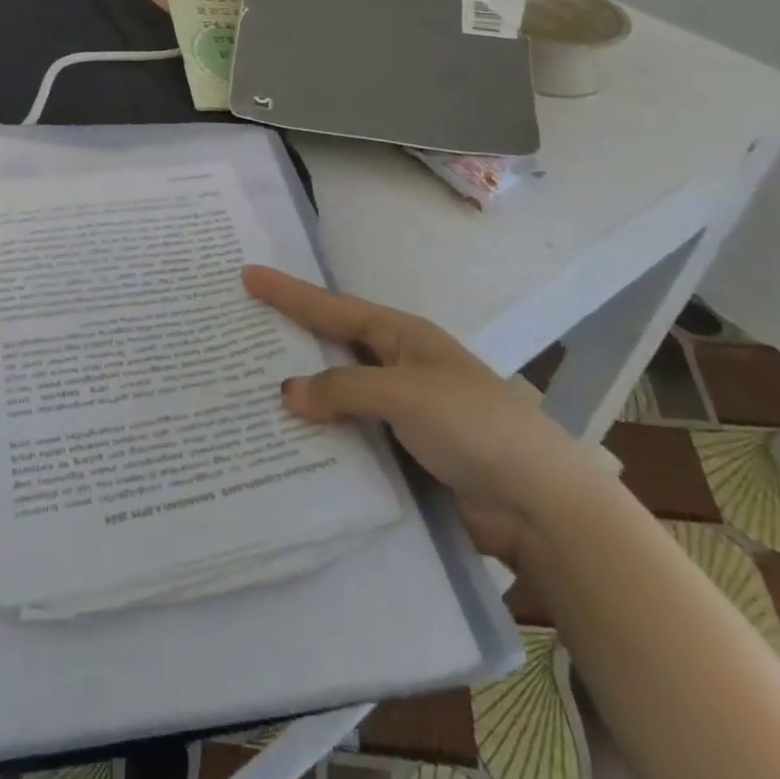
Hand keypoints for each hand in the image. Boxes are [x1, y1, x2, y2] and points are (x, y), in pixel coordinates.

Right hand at [243, 265, 601, 565]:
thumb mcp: (405, 393)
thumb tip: (288, 393)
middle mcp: (396, 366)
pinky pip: (349, 434)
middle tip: (239, 330)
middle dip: (289, 338)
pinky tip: (288, 440)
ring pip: (336, 394)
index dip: (288, 292)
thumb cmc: (474, 425)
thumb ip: (344, 389)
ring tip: (248, 387)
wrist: (540, 503)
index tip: (248, 275)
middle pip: (331, 347)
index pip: (332, 308)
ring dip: (301, 394)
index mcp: (402, 336)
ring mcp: (399, 411)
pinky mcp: (401, 452)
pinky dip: (320, 434)